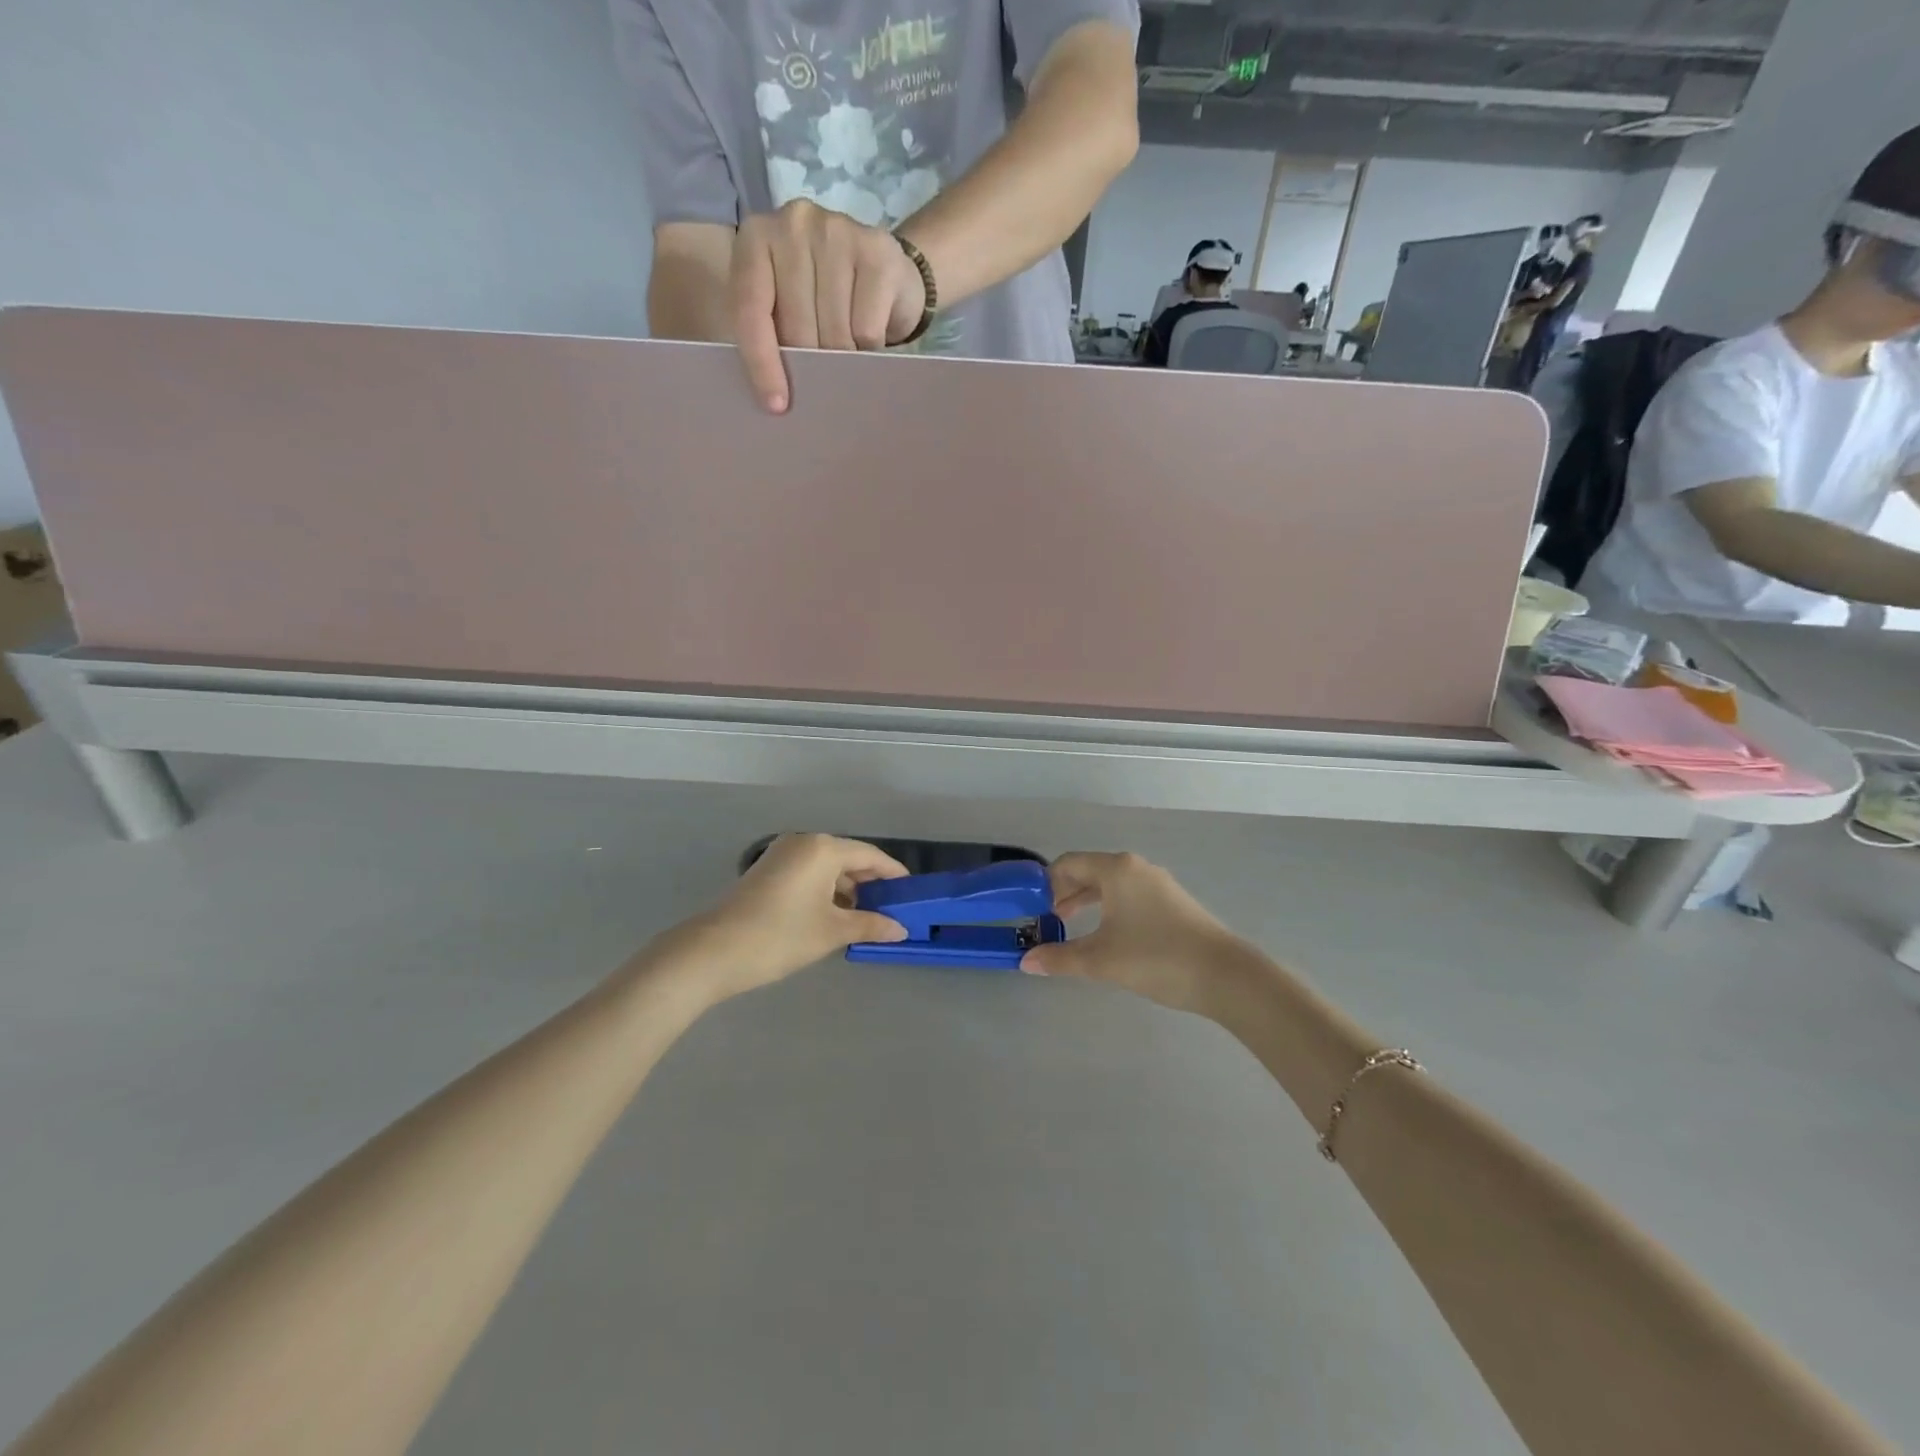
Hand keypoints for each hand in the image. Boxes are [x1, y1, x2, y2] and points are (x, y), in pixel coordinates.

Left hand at [651, 834, 909, 1001]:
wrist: (712, 952)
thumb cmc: (780, 936)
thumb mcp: (831, 932)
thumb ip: (870, 925)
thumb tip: (900, 929)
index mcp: (822, 848)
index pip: (870, 855)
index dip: (893, 874)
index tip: (911, 892)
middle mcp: (803, 843)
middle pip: (848, 859)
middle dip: (870, 884)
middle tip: (892, 910)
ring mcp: (781, 856)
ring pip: (826, 868)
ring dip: (847, 891)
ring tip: (866, 919)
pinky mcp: (766, 872)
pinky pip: (808, 875)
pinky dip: (825, 892)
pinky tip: (834, 917)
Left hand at [731, 199, 929, 412]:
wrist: (889, 274)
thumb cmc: (827, 301)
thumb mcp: (787, 310)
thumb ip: (772, 334)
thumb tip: (776, 399)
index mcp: (757, 240)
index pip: (751, 310)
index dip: (762, 363)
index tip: (777, 406)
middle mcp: (793, 224)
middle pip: (796, 327)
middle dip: (812, 363)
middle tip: (824, 371)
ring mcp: (837, 231)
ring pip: (833, 332)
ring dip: (843, 358)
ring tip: (849, 351)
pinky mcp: (877, 252)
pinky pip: (866, 329)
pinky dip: (869, 348)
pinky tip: (871, 337)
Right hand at [1020, 852, 1246, 1014]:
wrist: (1224, 975)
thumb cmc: (1155, 957)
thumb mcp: (1100, 960)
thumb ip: (1060, 958)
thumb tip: (1026, 961)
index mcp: (1116, 869)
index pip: (1068, 863)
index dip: (1045, 883)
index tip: (1032, 908)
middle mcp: (1136, 868)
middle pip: (1089, 871)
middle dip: (1064, 893)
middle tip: (1046, 920)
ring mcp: (1158, 884)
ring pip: (1110, 885)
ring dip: (1086, 902)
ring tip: (1069, 927)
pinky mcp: (1172, 902)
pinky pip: (1129, 895)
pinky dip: (1109, 908)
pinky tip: (1107, 935)